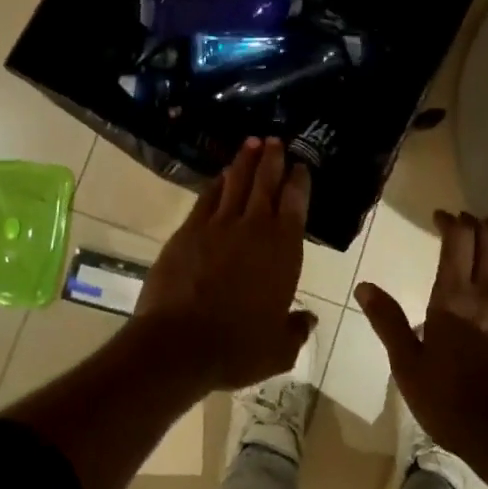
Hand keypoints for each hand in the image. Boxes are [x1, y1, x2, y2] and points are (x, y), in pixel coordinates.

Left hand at [132, 137, 315, 392]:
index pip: (295, 204)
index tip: (301, 165)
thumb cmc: (237, 347)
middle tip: (275, 139)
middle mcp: (254, 229)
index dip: (299, 181)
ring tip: (251, 143)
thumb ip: (296, 329)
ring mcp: (218, 226)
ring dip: (245, 162)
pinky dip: (216, 184)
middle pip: (265, 184)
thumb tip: (308, 319)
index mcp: (283, 250)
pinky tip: (220, 176)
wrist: (179, 344)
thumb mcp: (278, 349)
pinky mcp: (188, 231)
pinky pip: (207, 198)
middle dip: (272, 160)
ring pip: (235, 184)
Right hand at [357, 211, 487, 474]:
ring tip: (487, 232)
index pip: (458, 239)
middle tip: (461, 219)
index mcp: (455, 297)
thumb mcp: (409, 368)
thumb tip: (364, 287)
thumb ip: (388, 322)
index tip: (439, 216)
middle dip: (473, 223)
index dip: (449, 221)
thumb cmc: (454, 405)